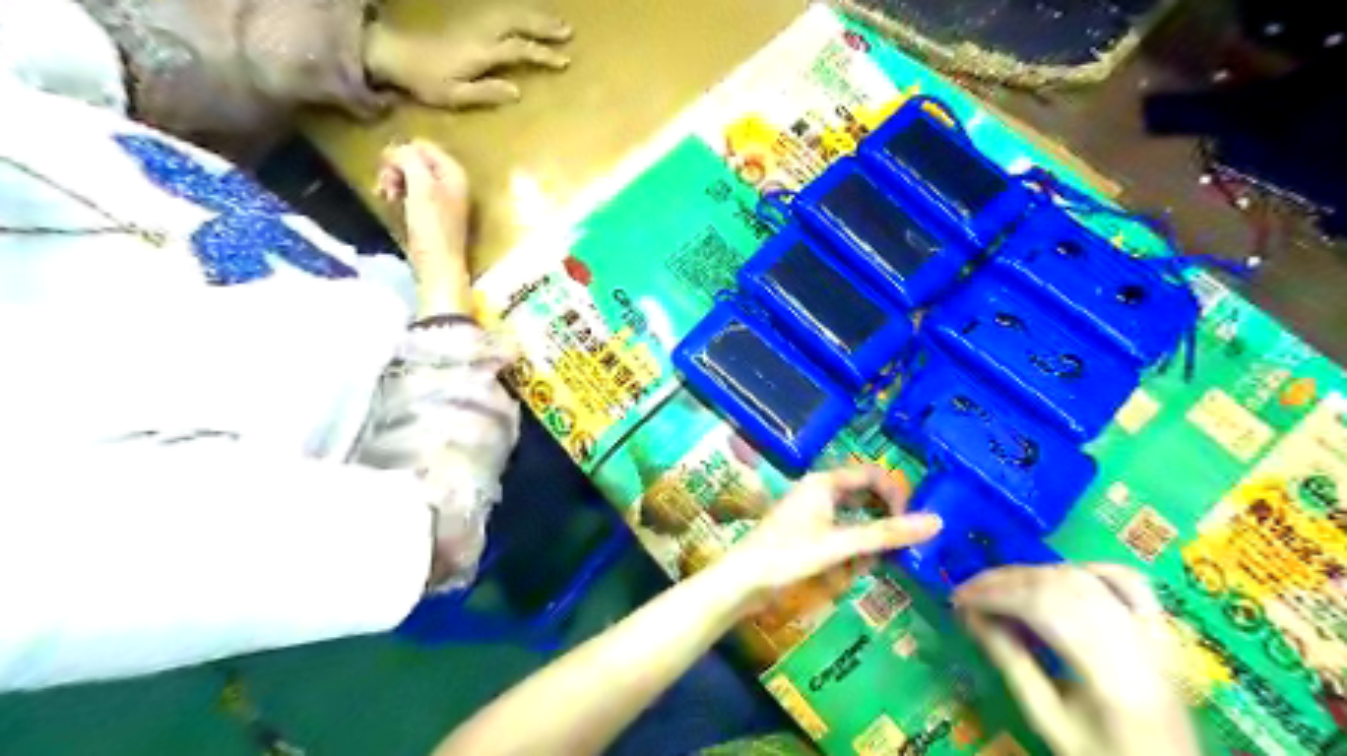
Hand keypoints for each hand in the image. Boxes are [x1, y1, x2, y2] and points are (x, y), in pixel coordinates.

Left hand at [363, 6, 567, 109]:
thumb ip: (486, 93)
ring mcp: (474, 22)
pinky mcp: (469, 20)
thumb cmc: (426, 81)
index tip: (564, 61)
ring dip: (535, 16)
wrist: (395, 53)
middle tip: (568, 32)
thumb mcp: (456, 95)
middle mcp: (481, 31)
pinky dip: (519, 12)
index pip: (519, 49)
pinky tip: (529, 16)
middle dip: (544, 27)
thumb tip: (517, 91)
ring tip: (556, 22)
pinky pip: (501, 10)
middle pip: (518, 23)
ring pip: (511, 12)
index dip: (542, 54)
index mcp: (481, 51)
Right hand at [381, 139, 475, 314]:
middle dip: (395, 169)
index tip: (386, 170)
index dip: (399, 154)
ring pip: (409, 177)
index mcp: (454, 172)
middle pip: (414, 160)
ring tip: (387, 198)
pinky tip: (392, 206)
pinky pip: (411, 194)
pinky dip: (399, 197)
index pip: (421, 145)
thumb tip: (398, 149)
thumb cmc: (432, 226)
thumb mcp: (421, 186)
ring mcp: (442, 199)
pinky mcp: (432, 214)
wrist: (438, 266)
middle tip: (386, 187)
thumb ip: (410, 160)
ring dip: (393, 183)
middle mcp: (451, 182)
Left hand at [720, 464, 939, 603]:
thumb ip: (886, 534)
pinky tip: (849, 571)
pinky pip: (840, 535)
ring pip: (853, 519)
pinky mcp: (806, 534)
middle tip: (897, 548)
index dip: (896, 495)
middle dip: (882, 522)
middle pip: (864, 497)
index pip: (872, 475)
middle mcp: (818, 491)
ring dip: (866, 541)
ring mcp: (811, 513)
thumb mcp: (841, 545)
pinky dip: (850, 551)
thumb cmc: (788, 555)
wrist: (742, 581)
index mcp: (824, 482)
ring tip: (866, 564)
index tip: (910, 525)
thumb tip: (937, 521)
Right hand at [951, 564, 1192, 755]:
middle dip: (1005, 581)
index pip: (1042, 608)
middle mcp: (1136, 640)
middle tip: (968, 591)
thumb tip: (969, 616)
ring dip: (1033, 573)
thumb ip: (1011, 663)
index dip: (994, 595)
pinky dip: (1085, 568)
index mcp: (1111, 672)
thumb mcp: (1048, 718)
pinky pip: (1124, 579)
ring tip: (999, 586)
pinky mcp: (1161, 628)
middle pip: (1060, 585)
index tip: (957, 600)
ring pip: (1083, 577)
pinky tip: (1058, 574)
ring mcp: (1154, 631)